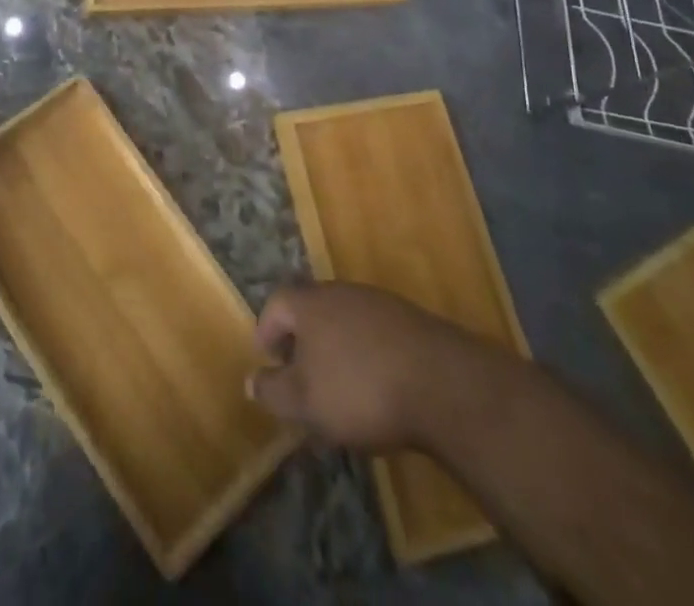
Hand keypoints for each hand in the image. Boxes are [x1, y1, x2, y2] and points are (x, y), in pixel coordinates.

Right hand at [247, 283, 518, 453]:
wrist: (443, 385)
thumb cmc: (360, 390)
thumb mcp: (305, 402)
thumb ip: (273, 391)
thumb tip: (250, 380)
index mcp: (309, 303)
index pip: (276, 304)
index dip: (267, 330)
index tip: (267, 358)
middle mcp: (340, 292)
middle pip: (311, 309)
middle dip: (302, 340)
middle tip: (301, 374)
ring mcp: (379, 303)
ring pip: (345, 321)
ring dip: (336, 348)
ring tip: (340, 386)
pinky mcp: (411, 321)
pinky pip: (376, 334)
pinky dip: (368, 355)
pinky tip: (378, 386)